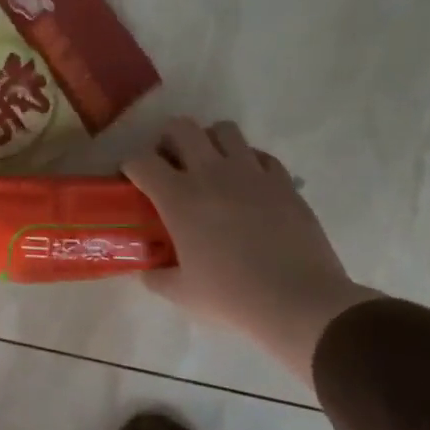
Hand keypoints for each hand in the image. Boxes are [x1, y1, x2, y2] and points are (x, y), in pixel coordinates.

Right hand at [123, 118, 380, 382]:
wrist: (298, 301)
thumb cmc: (232, 297)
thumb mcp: (182, 294)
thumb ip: (157, 276)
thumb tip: (148, 271)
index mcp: (179, 198)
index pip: (141, 161)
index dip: (131, 167)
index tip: (132, 181)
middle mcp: (211, 173)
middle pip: (181, 128)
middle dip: (168, 140)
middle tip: (170, 165)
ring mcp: (250, 172)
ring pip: (223, 130)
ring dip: (209, 142)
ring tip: (210, 166)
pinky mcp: (283, 181)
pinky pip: (259, 154)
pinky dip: (248, 162)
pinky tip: (247, 185)